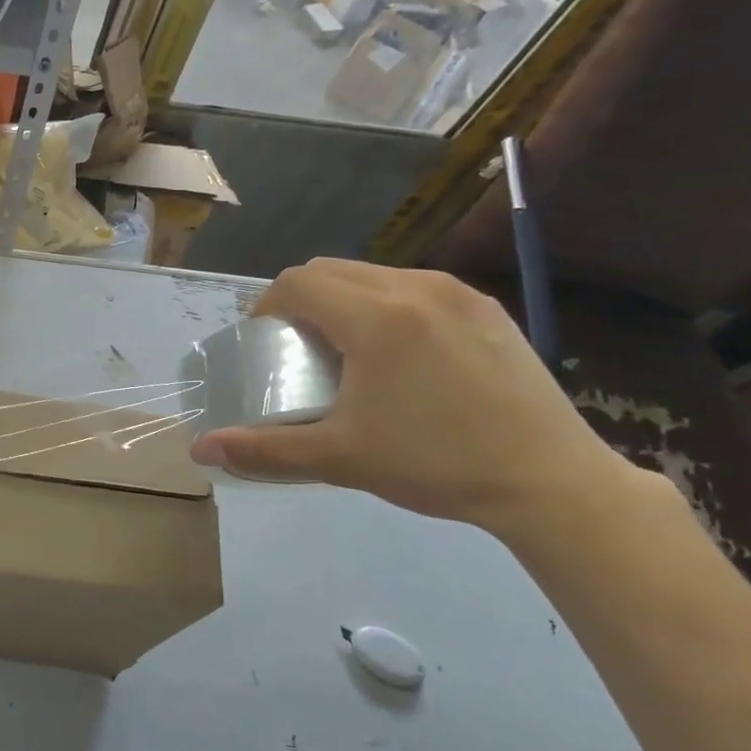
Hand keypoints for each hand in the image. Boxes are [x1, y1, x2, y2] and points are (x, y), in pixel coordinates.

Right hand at [189, 260, 641, 537]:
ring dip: (344, 300)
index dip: (267, 307)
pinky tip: (401, 356)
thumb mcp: (339, 459)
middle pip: (331, 269)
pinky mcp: (488, 309)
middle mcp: (415, 288)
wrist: (550, 480)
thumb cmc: (434, 464)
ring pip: (374, 274)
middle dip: (300, 299)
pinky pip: (415, 288)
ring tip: (347, 351)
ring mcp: (458, 294)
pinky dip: (387, 306)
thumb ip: (263, 450)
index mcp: (376, 317)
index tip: (265, 343)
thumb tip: (200, 452)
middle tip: (297, 348)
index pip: (298, 283)